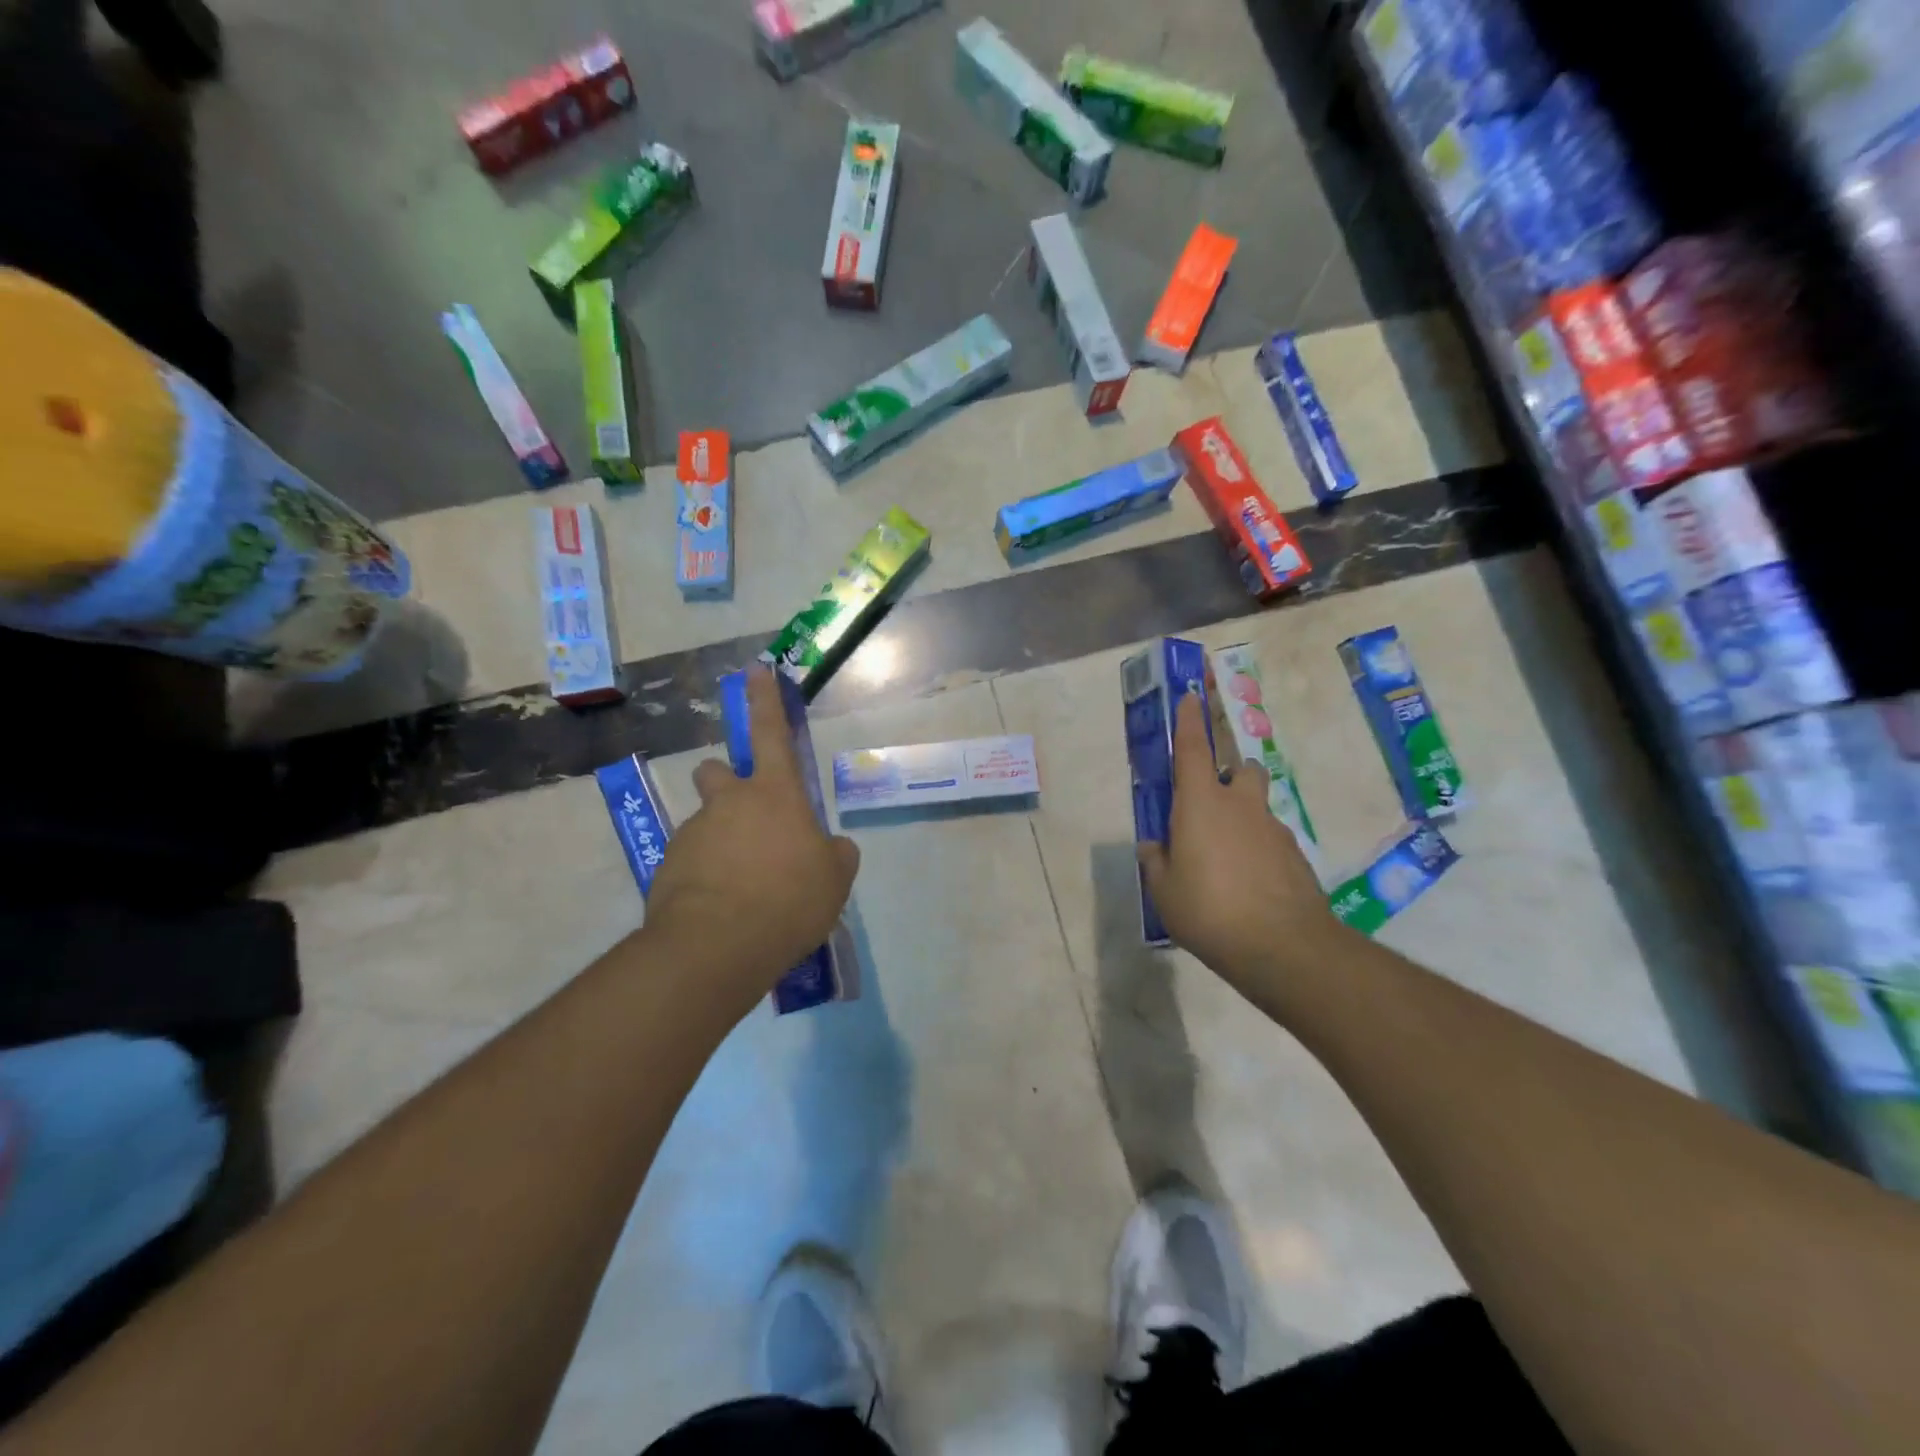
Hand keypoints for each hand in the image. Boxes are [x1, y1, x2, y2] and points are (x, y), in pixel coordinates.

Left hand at [643, 665, 859, 1011]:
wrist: (717, 946)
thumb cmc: (789, 900)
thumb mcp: (834, 879)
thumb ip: (834, 855)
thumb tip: (830, 848)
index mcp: (775, 795)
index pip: (771, 734)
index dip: (764, 700)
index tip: (754, 670)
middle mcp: (729, 803)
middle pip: (717, 772)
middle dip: (725, 782)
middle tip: (744, 821)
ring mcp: (693, 833)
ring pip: (705, 823)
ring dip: (720, 842)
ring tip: (741, 890)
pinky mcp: (666, 867)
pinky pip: (691, 863)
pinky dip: (704, 877)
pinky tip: (721, 910)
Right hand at [1137, 691, 1340, 992]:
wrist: (1284, 947)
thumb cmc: (1209, 910)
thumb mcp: (1164, 891)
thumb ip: (1156, 862)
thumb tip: (1153, 846)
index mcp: (1202, 804)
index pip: (1192, 750)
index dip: (1188, 721)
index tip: (1191, 696)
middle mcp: (1241, 806)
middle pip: (1243, 769)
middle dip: (1231, 772)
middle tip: (1212, 801)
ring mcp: (1273, 830)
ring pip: (1258, 806)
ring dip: (1244, 816)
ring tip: (1226, 857)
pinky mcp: (1295, 856)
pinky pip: (1270, 839)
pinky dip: (1258, 848)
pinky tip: (1247, 884)